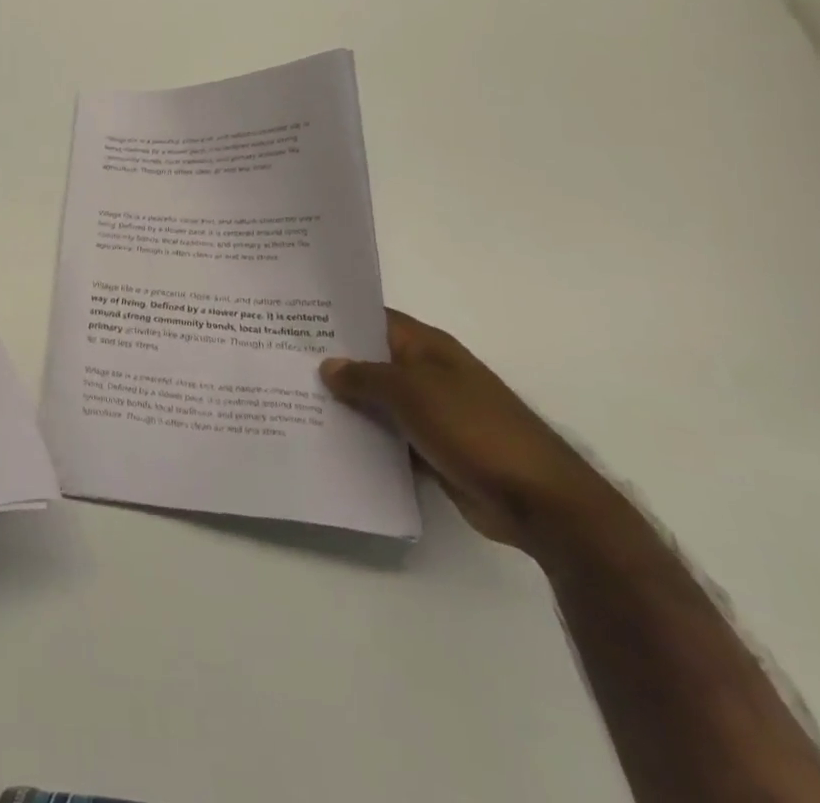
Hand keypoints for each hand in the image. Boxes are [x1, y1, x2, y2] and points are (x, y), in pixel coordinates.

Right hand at [320, 310, 616, 556]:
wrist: (540, 502)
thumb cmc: (474, 429)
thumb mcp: (411, 392)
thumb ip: (365, 376)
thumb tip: (328, 365)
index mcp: (427, 347)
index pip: (372, 319)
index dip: (336, 317)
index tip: (292, 318)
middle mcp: (427, 373)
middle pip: (370, 360)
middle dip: (332, 362)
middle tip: (279, 359)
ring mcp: (431, 413)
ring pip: (376, 401)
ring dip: (345, 403)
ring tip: (291, 398)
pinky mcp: (432, 449)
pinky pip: (388, 436)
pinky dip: (364, 438)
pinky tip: (326, 438)